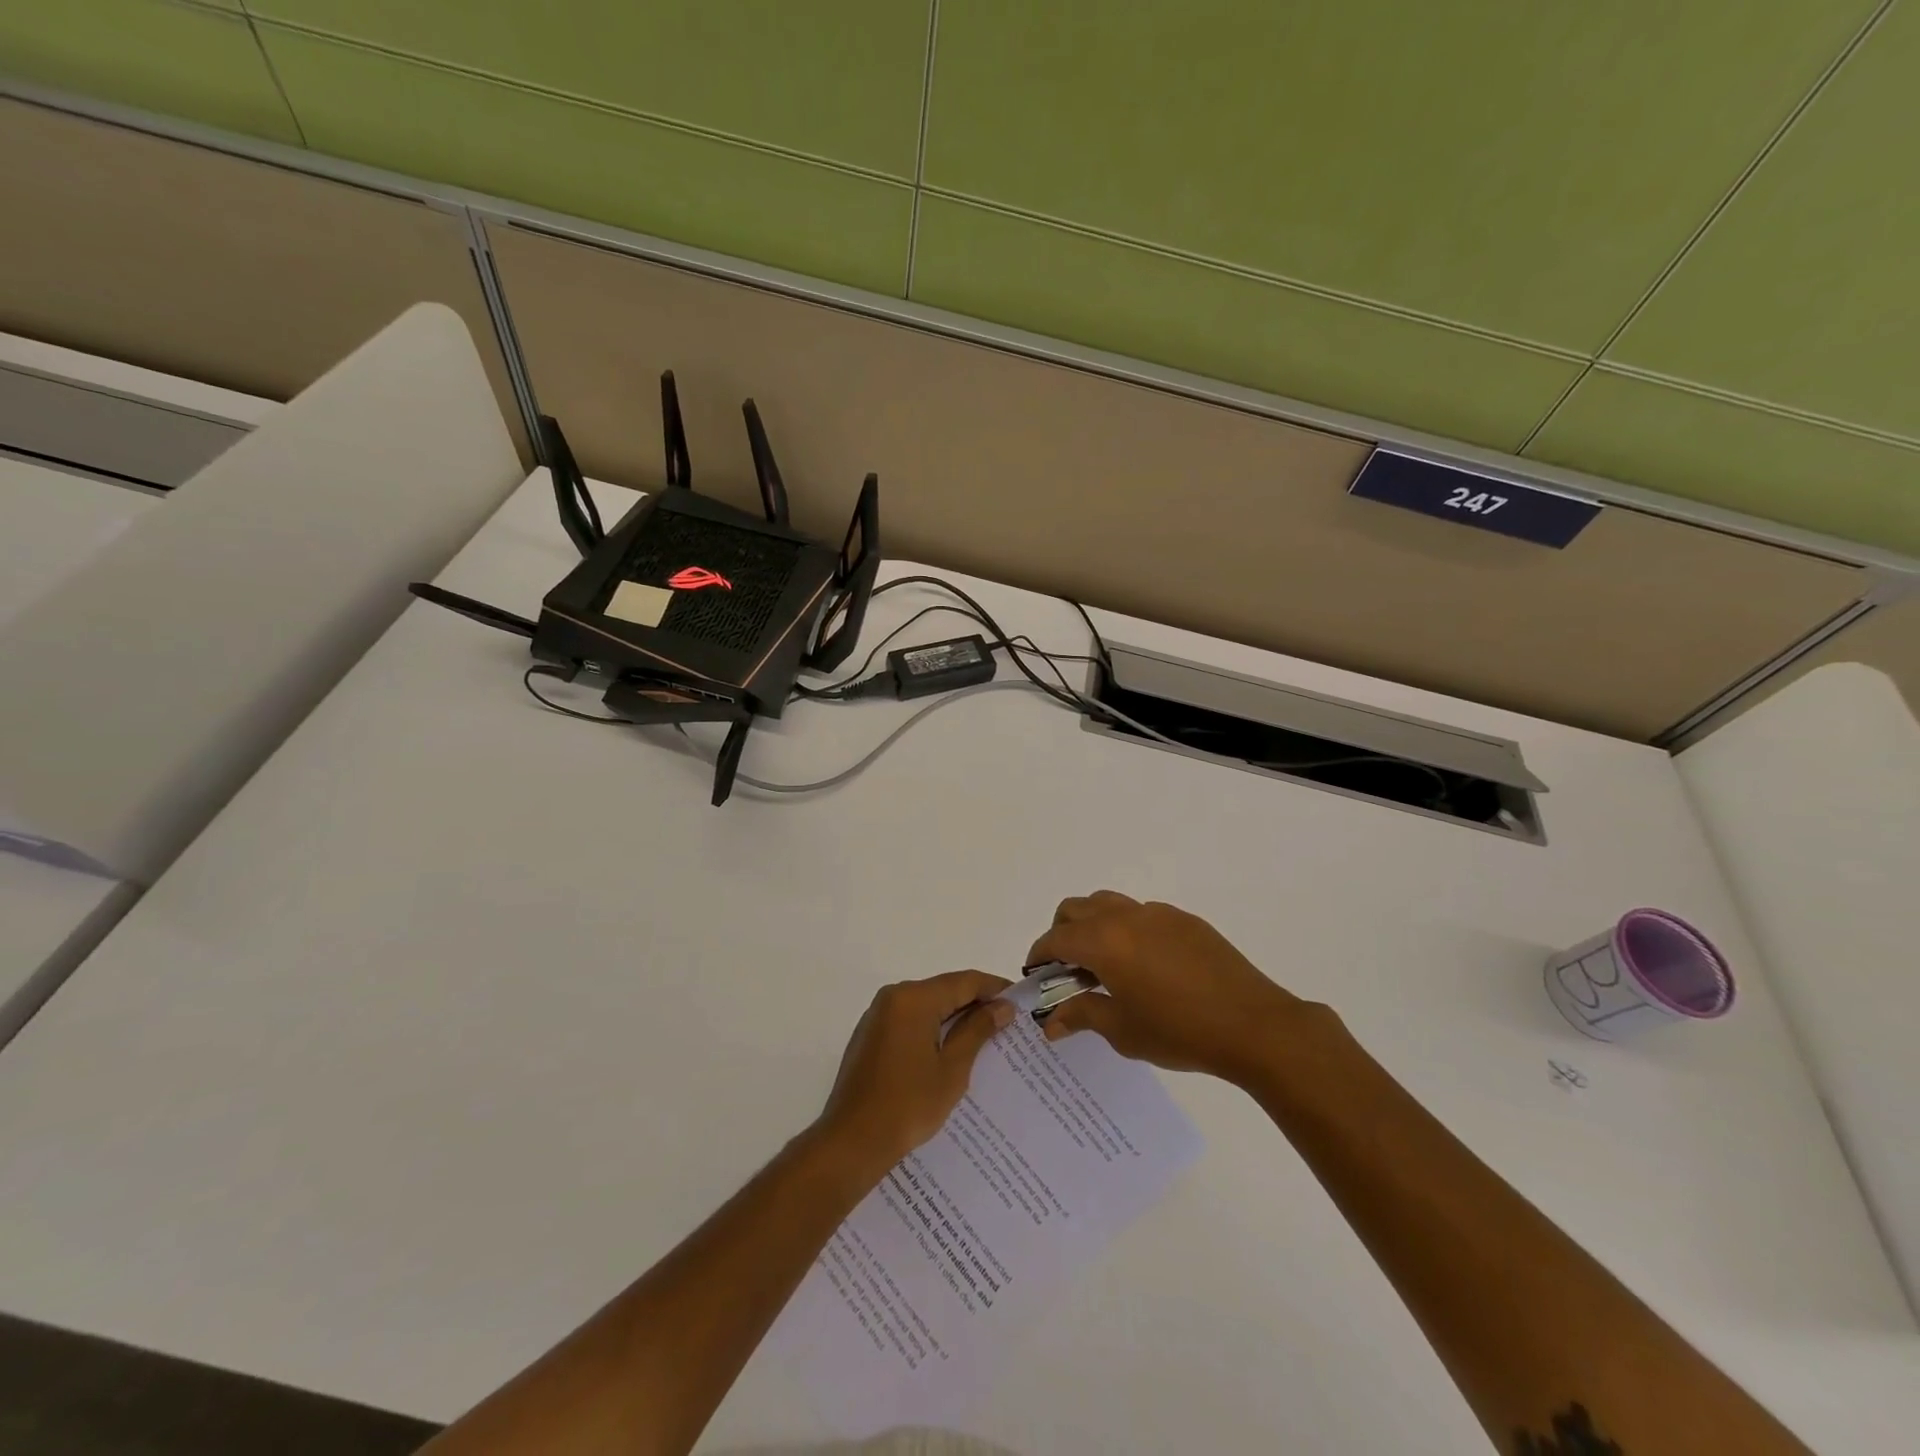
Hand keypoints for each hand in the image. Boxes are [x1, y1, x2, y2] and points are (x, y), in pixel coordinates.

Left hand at [816, 970, 1013, 1170]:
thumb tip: (1002, 1006)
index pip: (964, 981)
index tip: (1020, 1001)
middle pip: (944, 990)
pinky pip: (910, 1021)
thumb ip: (977, 1030)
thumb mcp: (952, 1069)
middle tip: (1007, 1023)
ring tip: (985, 1039)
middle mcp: (893, 997)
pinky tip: (951, 1052)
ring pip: (927, 1006)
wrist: (851, 1142)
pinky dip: (932, 1029)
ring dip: (954, 1018)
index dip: (994, 988)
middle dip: (975, 1003)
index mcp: (913, 998)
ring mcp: (878, 1016)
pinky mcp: (871, 1036)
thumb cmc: (908, 1105)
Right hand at [1028, 892, 1332, 1084]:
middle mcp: (1126, 916)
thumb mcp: (1123, 1030)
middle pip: (1076, 909)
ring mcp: (1158, 913)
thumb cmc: (1179, 1032)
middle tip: (1067, 970)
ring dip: (1094, 925)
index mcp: (1104, 941)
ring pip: (1109, 903)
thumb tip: (1051, 1022)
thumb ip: (1082, 1016)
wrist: (1253, 1025)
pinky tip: (1144, 966)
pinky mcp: (1184, 920)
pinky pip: (1141, 914)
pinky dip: (1126, 929)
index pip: (1055, 938)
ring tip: (1104, 964)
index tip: (1035, 975)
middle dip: (1062, 933)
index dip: (1038, 955)